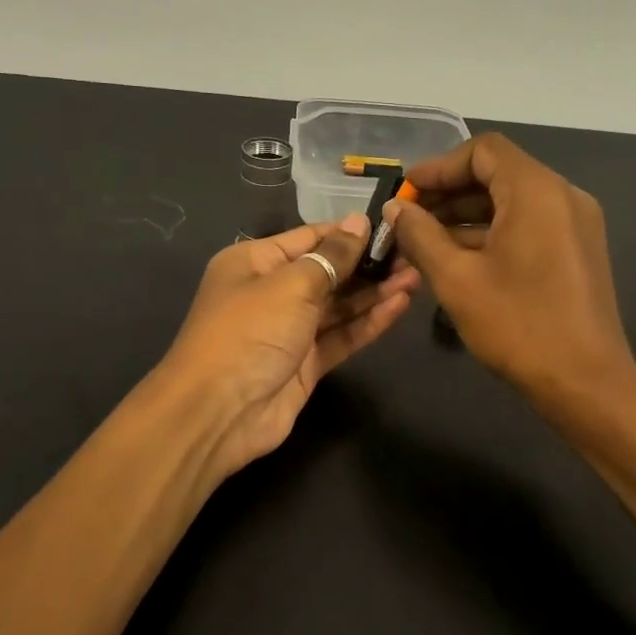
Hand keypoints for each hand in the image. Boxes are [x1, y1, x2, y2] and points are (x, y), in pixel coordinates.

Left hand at [159, 214, 418, 480]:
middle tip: (414, 254)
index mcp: (254, 262)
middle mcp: (271, 292)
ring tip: (416, 277)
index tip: (391, 227)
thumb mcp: (291, 284)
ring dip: (374, 292)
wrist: (219, 413)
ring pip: (338, 306)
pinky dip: (368, 322)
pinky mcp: (306, 364)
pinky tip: (399, 306)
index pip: (309, 237)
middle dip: (368, 264)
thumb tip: (359, 222)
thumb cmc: (249, 332)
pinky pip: (341, 336)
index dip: (349, 232)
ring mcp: (289, 330)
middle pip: (327, 272)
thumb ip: (331, 256)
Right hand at [389, 134, 635, 418]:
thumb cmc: (518, 326)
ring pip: (512, 202)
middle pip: (498, 174)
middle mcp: (563, 196)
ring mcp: (575, 225)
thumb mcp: (457, 279)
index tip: (406, 194)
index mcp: (537, 191)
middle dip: (449, 193)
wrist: (586, 384)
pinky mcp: (577, 251)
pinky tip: (459, 260)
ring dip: (467, 216)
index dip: (439, 167)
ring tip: (424, 243)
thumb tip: (395, 209)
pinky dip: (492, 233)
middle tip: (408, 220)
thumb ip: (420, 235)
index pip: (483, 151)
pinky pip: (528, 225)